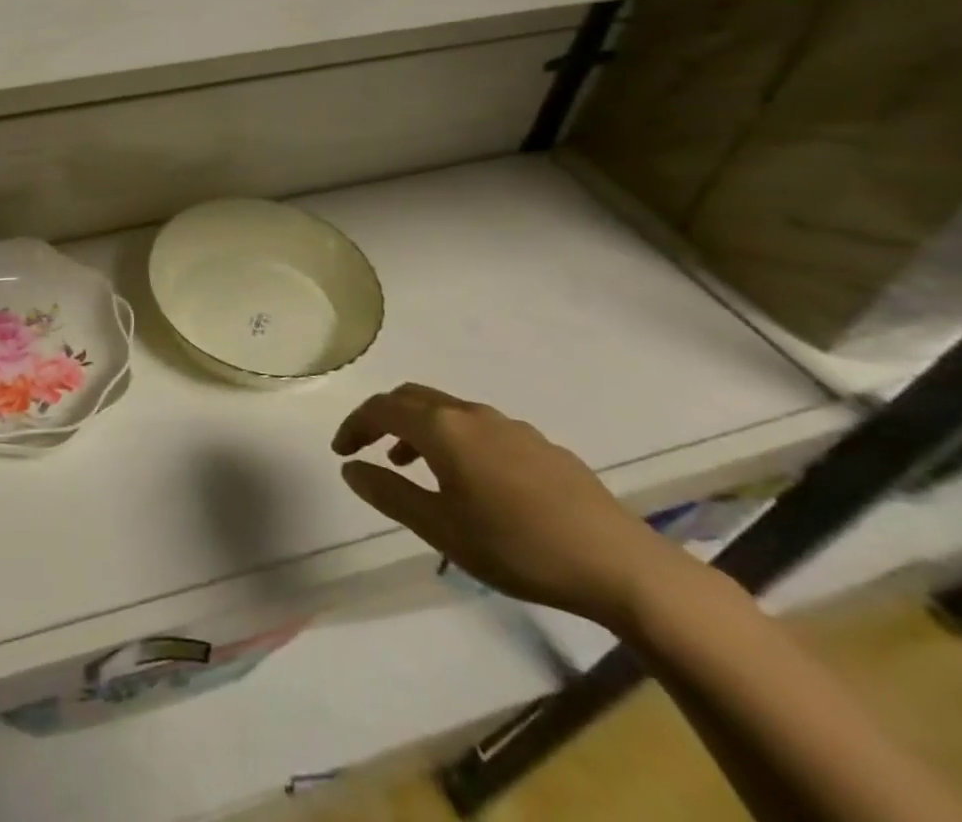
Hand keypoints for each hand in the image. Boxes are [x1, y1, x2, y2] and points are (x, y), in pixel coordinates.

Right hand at [332, 384, 690, 631]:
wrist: (619, 564)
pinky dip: (455, 439)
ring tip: (413, 465)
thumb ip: (390, 493)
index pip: (382, 408)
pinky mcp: (540, 445)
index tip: (342, 451)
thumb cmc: (518, 547)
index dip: (355, 425)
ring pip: (448, 411)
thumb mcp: (441, 529)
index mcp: (443, 428)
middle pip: (413, 398)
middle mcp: (471, 414)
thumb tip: (350, 468)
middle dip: (384, 417)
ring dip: (420, 429)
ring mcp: (510, 426)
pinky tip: (470, 480)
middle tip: (369, 448)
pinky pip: (480, 428)